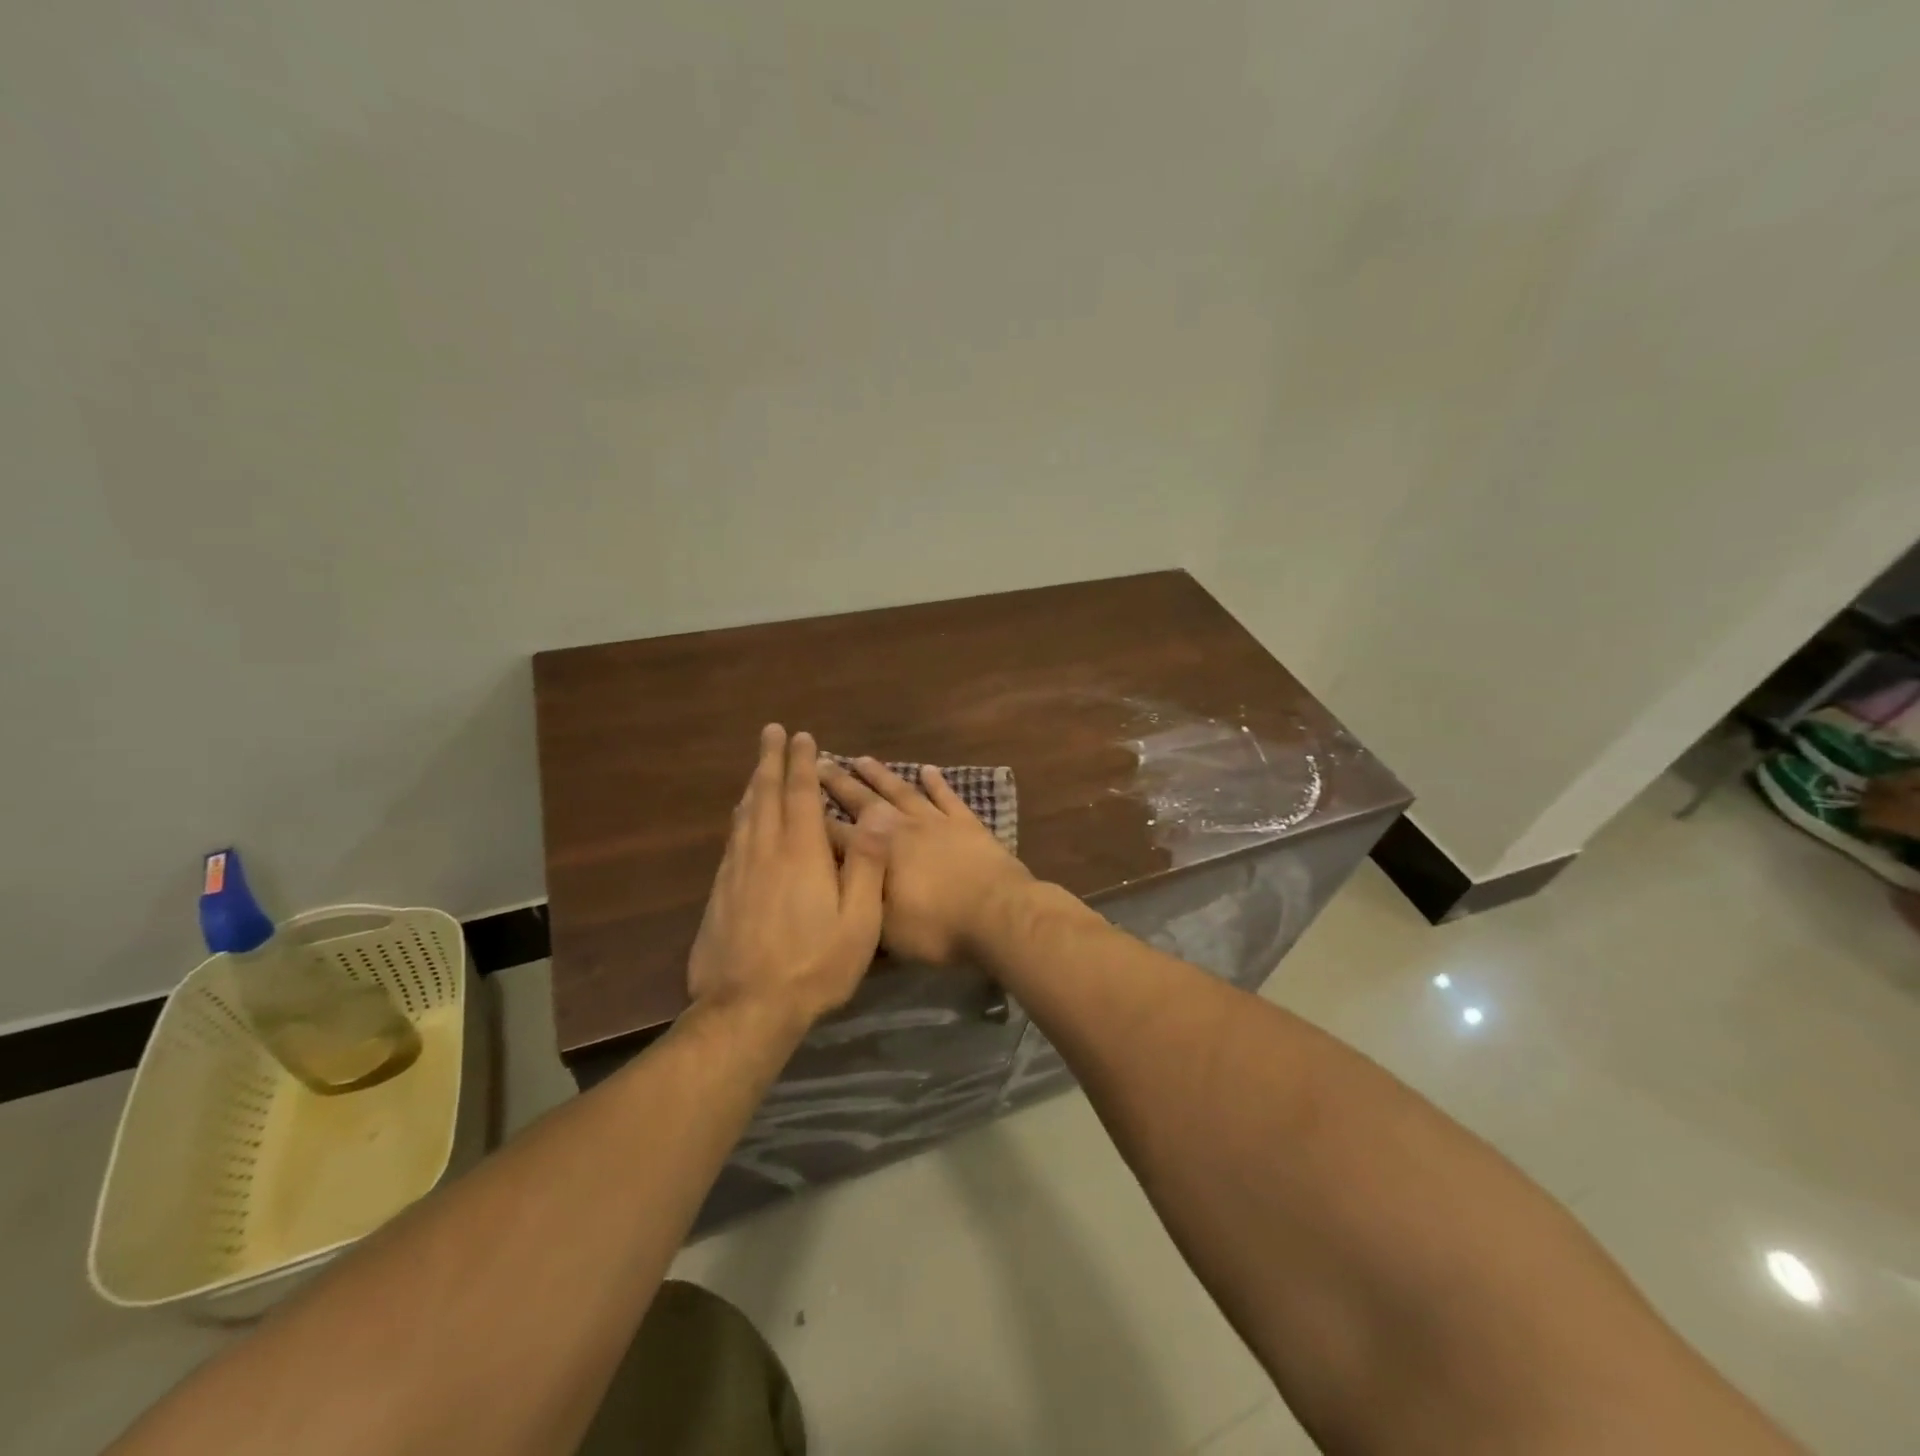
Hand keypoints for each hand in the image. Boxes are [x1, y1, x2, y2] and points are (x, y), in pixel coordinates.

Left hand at [687, 726, 888, 1023]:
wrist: (747, 1009)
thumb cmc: (815, 965)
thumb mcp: (859, 921)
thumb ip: (867, 865)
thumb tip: (876, 815)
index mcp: (801, 854)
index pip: (800, 795)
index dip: (802, 763)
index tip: (801, 736)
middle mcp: (764, 852)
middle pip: (764, 794)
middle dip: (769, 760)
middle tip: (770, 731)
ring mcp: (736, 872)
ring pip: (744, 815)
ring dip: (753, 785)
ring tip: (758, 767)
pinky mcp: (719, 893)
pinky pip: (732, 840)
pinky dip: (740, 818)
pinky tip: (741, 819)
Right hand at [818, 757, 1034, 964]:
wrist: (997, 913)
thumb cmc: (936, 927)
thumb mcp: (884, 927)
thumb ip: (857, 901)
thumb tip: (831, 884)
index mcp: (877, 851)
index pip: (836, 833)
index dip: (814, 819)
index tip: (794, 799)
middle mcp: (901, 827)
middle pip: (863, 801)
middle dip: (839, 783)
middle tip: (819, 762)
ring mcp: (936, 821)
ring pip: (901, 790)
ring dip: (880, 775)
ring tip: (861, 758)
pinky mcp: (967, 823)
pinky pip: (947, 796)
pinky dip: (936, 782)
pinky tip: (927, 769)